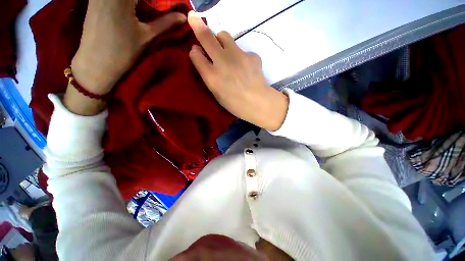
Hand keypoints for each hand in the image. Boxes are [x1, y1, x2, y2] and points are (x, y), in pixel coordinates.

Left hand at [70, 0, 186, 94]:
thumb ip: (166, 23)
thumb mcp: (147, 36)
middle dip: (152, 1)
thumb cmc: (124, 52)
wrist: (96, 63)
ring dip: (141, 3)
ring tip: (149, 9)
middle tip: (162, 8)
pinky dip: (130, 3)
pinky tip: (135, 8)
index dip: (161, 1)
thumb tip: (183, 17)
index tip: (171, 6)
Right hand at [187, 12, 287, 130]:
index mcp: (212, 77)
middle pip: (206, 37)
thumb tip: (201, 57)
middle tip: (195, 19)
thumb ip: (208, 75)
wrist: (258, 103)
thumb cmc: (235, 104)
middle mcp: (222, 62)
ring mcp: (237, 56)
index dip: (195, 51)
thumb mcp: (217, 94)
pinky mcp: (251, 55)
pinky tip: (245, 67)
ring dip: (221, 40)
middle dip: (198, 26)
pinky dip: (240, 56)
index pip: (195, 55)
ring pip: (224, 35)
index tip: (196, 50)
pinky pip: (241, 49)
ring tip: (226, 52)